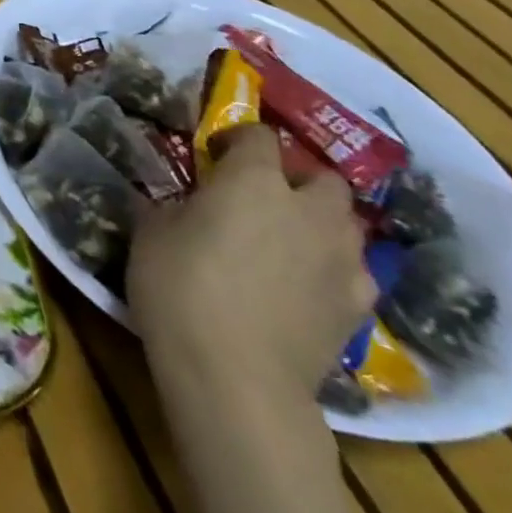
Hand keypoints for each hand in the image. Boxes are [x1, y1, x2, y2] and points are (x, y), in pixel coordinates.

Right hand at [129, 125, 374, 401]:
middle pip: (323, 178)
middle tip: (264, 196)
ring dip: (321, 223)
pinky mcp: (358, 309)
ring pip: (346, 224)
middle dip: (298, 179)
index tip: (215, 155)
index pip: (259, 135)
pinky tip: (306, 285)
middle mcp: (308, 210)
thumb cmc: (179, 286)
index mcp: (254, 179)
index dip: (237, 139)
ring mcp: (342, 261)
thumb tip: (190, 205)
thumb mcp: (153, 230)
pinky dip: (333, 269)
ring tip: (287, 240)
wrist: (235, 376)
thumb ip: (181, 206)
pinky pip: (353, 272)